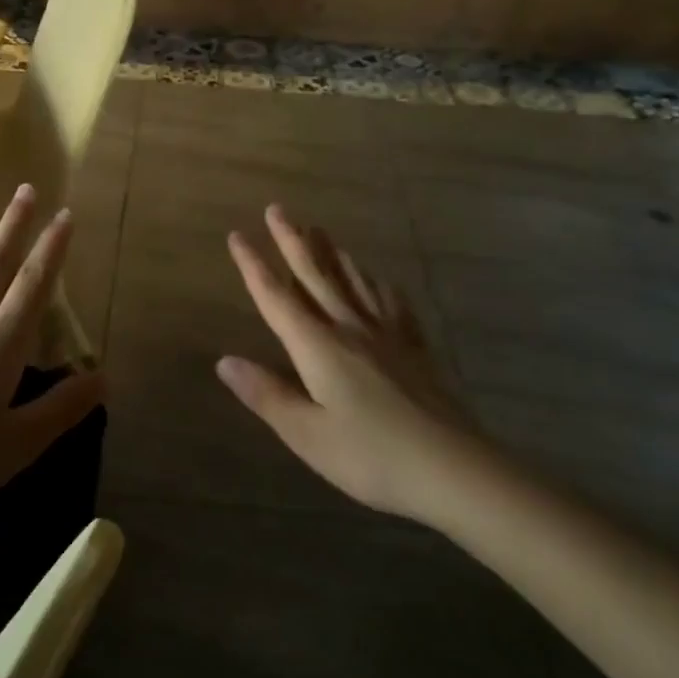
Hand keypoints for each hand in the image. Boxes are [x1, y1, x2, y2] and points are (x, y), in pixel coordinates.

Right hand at [217, 204, 487, 522]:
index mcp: (318, 347)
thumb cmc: (371, 456)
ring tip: (320, 230)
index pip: (276, 298)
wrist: (454, 469)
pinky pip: (391, 303)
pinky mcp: (415, 348)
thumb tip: (224, 361)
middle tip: (278, 209)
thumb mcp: (307, 434)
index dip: (254, 266)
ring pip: (353, 281)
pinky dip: (377, 284)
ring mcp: (387, 335)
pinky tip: (378, 279)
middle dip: (293, 241)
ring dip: (332, 253)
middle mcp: (350, 329)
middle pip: (316, 276)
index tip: (238, 235)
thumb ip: (267, 394)